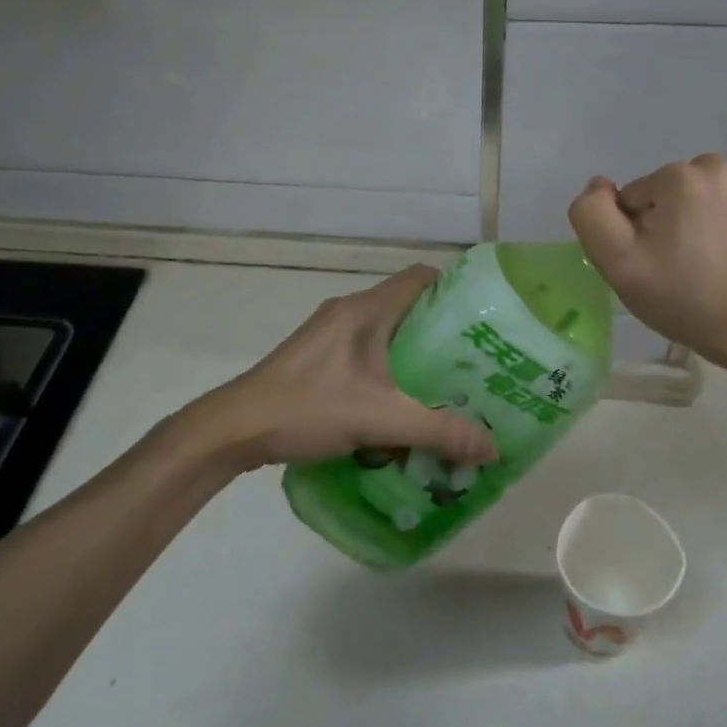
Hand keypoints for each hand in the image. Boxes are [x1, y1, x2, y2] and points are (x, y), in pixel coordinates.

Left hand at [175, 266, 497, 472]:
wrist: (233, 429)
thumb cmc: (308, 408)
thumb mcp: (380, 420)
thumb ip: (438, 432)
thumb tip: (493, 448)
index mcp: (366, 310)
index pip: (421, 277)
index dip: (454, 291)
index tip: (481, 323)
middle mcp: (348, 312)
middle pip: (407, 307)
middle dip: (440, 333)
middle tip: (472, 364)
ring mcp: (328, 334)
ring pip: (385, 332)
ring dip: (413, 355)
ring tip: (443, 387)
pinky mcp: (316, 357)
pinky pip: (365, 352)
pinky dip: (387, 370)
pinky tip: (397, 404)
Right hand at [568, 154, 726, 370]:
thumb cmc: (678, 295)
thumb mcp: (617, 259)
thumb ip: (591, 214)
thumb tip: (599, 186)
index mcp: (679, 175)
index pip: (625, 200)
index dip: (627, 235)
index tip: (646, 264)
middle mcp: (710, 169)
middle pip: (650, 199)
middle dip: (650, 231)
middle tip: (663, 270)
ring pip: (671, 206)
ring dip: (670, 233)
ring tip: (684, 269)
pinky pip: (696, 214)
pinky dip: (693, 234)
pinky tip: (702, 264)